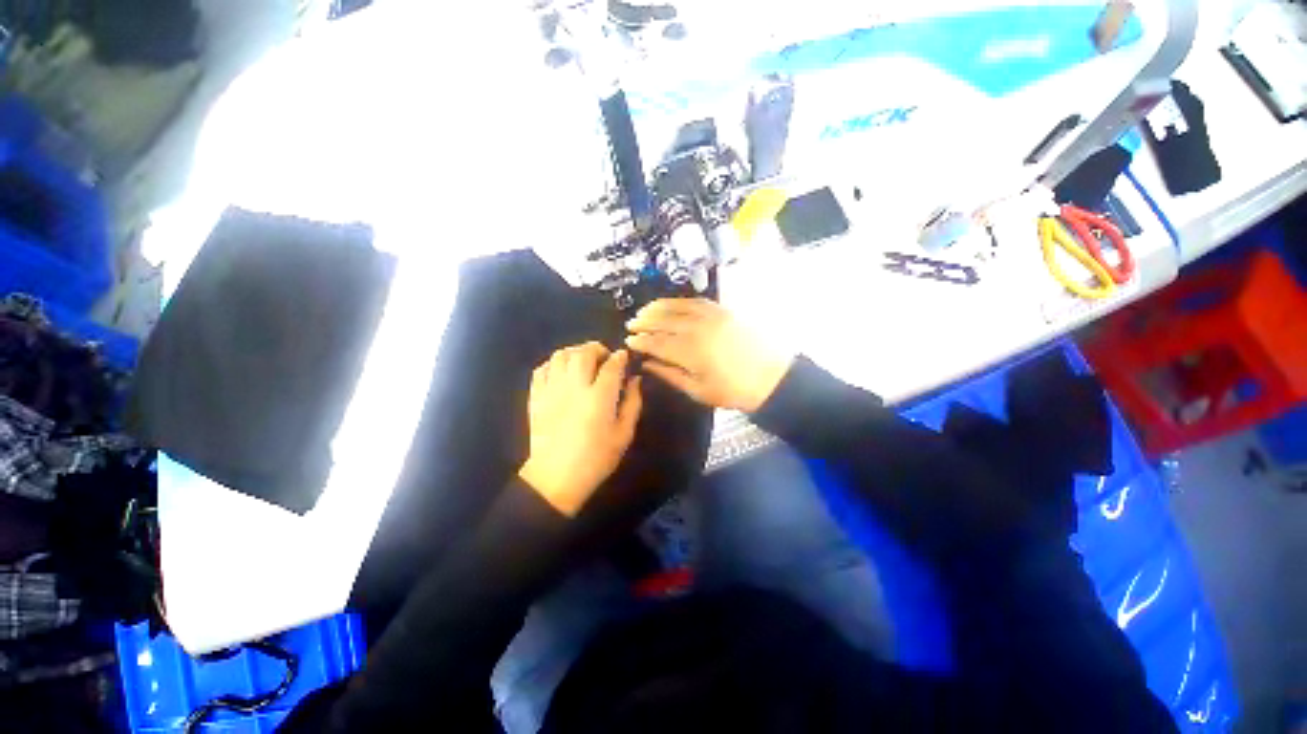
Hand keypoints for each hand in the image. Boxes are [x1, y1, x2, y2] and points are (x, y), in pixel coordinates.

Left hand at [519, 343, 642, 515]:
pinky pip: (541, 369)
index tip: (624, 356)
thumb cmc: (596, 459)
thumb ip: (632, 403)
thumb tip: (635, 380)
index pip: (612, 365)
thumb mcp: (624, 434)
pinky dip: (553, 363)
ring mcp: (552, 390)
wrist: (556, 478)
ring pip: (561, 355)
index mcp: (599, 397)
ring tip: (583, 362)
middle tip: (604, 357)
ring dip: (575, 352)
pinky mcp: (536, 397)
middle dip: (597, 348)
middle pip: (584, 352)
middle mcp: (574, 387)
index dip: (620, 356)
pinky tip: (562, 372)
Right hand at [625, 299, 792, 411]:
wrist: (773, 378)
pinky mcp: (725, 310)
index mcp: (691, 352)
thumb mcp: (699, 390)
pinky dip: (680, 301)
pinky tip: (671, 304)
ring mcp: (713, 316)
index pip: (657, 342)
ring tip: (644, 310)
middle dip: (644, 322)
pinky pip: (697, 301)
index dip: (640, 341)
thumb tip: (647, 364)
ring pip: (678, 307)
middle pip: (664, 321)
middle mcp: (698, 329)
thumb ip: (670, 375)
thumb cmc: (734, 391)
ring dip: (658, 307)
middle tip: (631, 324)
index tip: (628, 341)